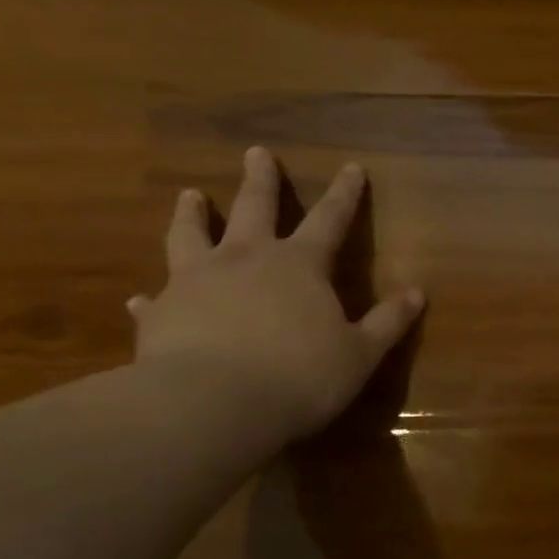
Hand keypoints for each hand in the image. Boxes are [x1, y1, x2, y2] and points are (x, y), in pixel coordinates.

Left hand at [129, 148, 424, 448]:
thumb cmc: (299, 377)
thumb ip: (387, 322)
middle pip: (254, 208)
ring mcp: (196, 282)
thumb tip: (417, 294)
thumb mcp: (359, 354)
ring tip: (189, 195)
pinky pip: (154, 301)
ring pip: (191, 236)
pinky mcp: (160, 315)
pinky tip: (140, 300)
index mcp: (299, 266)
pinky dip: (150, 298)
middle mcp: (246, 260)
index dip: (344, 194)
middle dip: (260, 180)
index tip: (351, 167)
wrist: (212, 406)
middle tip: (256, 152)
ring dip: (192, 214)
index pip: (330, 220)